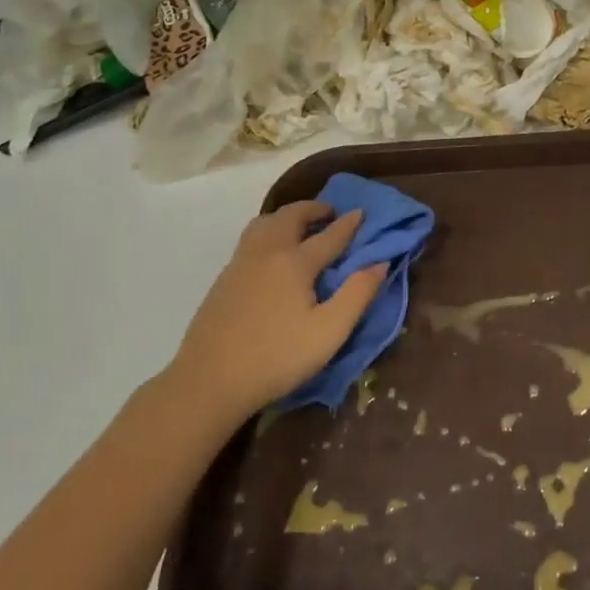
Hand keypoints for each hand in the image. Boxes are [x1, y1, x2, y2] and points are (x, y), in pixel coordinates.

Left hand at [157, 202, 389, 425]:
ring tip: (300, 227)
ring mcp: (240, 264)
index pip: (329, 235)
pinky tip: (272, 254)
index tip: (362, 212)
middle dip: (313, 209)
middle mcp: (266, 253)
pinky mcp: (224, 280)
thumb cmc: (277, 357)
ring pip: (264, 224)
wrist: (209, 381)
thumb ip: (358, 294)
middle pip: (290, 217)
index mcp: (295, 262)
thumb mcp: (329, 331)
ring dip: (286, 217)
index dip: (349, 224)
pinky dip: (268, 232)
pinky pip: (250, 240)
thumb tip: (380, 263)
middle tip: (330, 214)